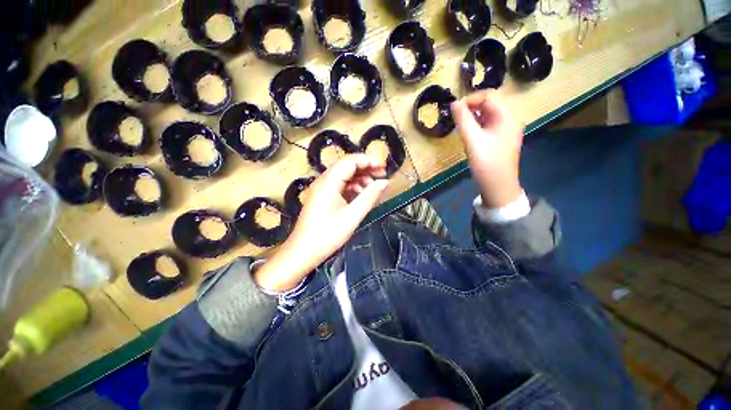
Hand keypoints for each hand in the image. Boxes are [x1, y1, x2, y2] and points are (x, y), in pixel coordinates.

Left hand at [254, 154, 388, 291]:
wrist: (303, 252)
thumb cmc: (327, 235)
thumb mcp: (352, 216)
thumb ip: (369, 197)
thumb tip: (385, 182)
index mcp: (329, 182)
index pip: (350, 161)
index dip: (369, 161)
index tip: (384, 167)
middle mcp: (324, 181)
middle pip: (347, 166)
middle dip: (366, 168)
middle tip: (382, 175)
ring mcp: (322, 189)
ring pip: (344, 176)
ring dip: (360, 178)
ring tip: (374, 187)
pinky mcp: (322, 197)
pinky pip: (340, 186)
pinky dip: (352, 187)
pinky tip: (361, 195)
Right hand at [451, 90, 524, 207]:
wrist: (498, 185)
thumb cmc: (486, 161)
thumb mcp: (472, 139)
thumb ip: (463, 119)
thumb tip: (453, 103)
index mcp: (507, 115)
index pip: (488, 96)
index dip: (470, 99)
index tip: (454, 110)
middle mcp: (510, 118)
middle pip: (489, 104)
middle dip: (471, 107)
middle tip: (456, 118)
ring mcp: (506, 129)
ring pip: (488, 114)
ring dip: (473, 116)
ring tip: (460, 126)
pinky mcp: (501, 138)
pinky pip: (488, 124)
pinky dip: (477, 125)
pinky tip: (469, 134)